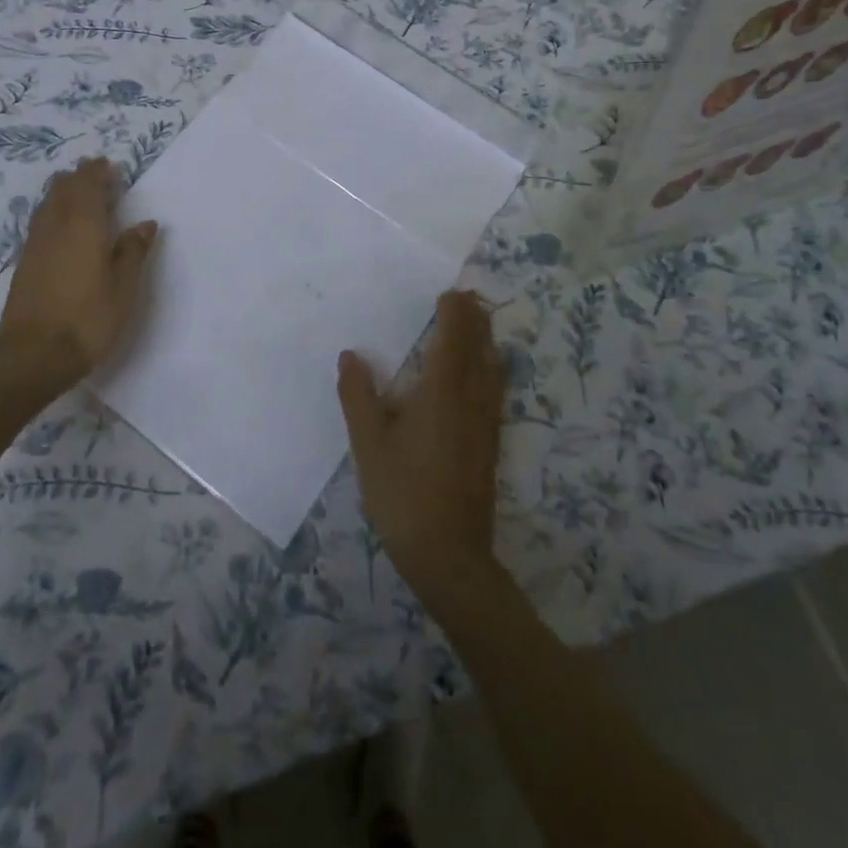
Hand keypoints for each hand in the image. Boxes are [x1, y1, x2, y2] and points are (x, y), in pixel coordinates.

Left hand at [0, 157, 158, 408]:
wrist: (34, 354)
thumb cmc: (89, 319)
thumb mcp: (124, 287)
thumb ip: (133, 250)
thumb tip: (145, 223)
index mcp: (84, 225)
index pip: (89, 184)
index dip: (99, 172)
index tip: (111, 166)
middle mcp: (56, 225)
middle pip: (63, 187)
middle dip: (80, 176)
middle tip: (97, 174)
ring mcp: (36, 243)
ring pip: (48, 202)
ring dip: (64, 191)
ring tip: (80, 193)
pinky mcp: (25, 261)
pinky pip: (40, 220)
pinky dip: (53, 210)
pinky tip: (62, 224)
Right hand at [339, 290, 503, 603]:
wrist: (449, 554)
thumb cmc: (402, 493)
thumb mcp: (368, 444)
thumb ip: (358, 395)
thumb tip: (351, 355)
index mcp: (442, 393)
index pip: (454, 340)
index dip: (455, 313)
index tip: (450, 293)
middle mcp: (471, 400)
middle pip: (481, 349)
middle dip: (476, 320)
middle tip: (467, 298)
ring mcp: (486, 424)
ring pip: (494, 370)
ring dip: (487, 342)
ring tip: (478, 325)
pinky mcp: (490, 444)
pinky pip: (496, 390)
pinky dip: (491, 368)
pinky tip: (483, 376)